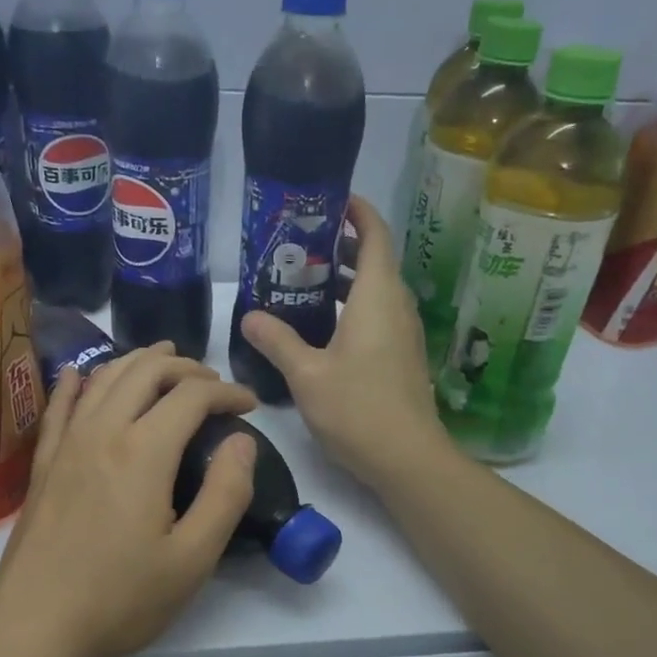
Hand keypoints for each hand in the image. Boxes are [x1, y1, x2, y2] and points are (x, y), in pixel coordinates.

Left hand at [0, 345, 257, 656]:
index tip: (249, 405)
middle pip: (146, 372)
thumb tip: (241, 440)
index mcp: (143, 452)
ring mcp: (67, 445)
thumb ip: (226, 493)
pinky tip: (79, 374)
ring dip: (138, 362)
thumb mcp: (192, 558)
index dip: (227, 391)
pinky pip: (59, 407)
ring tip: (164, 360)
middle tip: (213, 383)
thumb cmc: (120, 599)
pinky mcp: (44, 464)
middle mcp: (102, 432)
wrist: (34, 628)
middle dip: (186, 368)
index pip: (191, 395)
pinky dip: (76, 382)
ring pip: (103, 379)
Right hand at [239, 197, 449, 490]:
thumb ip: (277, 340)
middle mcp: (396, 306)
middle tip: (301, 242)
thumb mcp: (307, 373)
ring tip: (305, 279)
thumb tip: (249, 315)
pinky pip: (379, 314)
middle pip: (375, 259)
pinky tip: (323, 325)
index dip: (357, 211)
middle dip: (342, 244)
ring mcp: (404, 332)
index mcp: (377, 296)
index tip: (329, 199)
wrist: (407, 457)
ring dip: (347, 278)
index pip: (375, 234)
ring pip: (377, 289)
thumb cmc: (357, 408)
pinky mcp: (402, 356)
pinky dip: (354, 305)